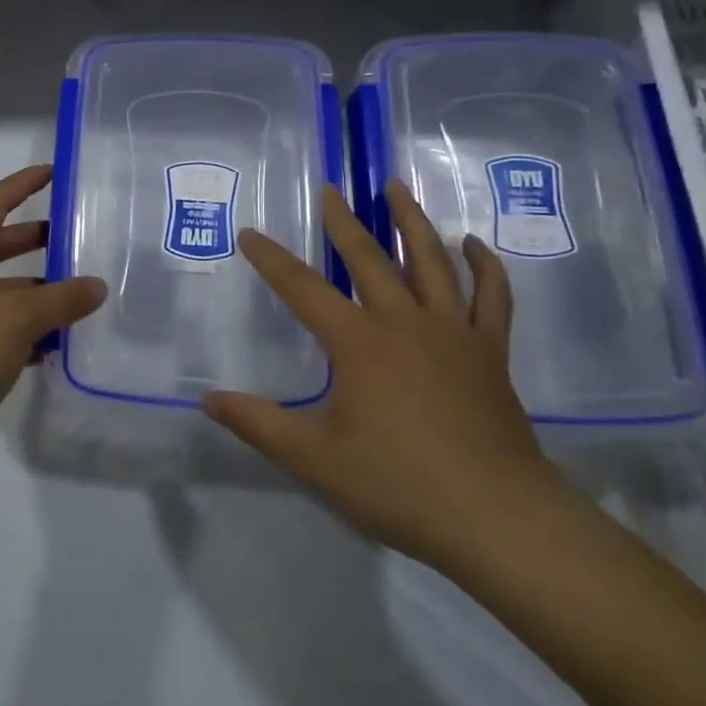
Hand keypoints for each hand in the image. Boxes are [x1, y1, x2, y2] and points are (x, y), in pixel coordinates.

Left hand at [0, 164, 106, 472]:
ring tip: (79, 298)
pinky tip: (53, 346)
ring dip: (34, 293)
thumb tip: (97, 286)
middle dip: (36, 241)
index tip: (55, 172)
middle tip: (78, 238)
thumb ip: (62, 299)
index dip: (24, 184)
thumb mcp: (17, 319)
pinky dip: (21, 329)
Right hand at [203, 180, 569, 571]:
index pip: (303, 289)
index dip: (272, 260)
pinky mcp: (490, 352)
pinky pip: (491, 297)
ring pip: (432, 262)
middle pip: (369, 259)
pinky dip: (484, 266)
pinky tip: (473, 244)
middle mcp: (405, 323)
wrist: (497, 518)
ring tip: (397, 188)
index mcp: (359, 343)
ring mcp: (453, 333)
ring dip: (413, 221)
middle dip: (344, 221)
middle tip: (331, 190)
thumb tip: (208, 400)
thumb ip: (258, 424)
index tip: (251, 234)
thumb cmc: (398, 485)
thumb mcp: (314, 459)